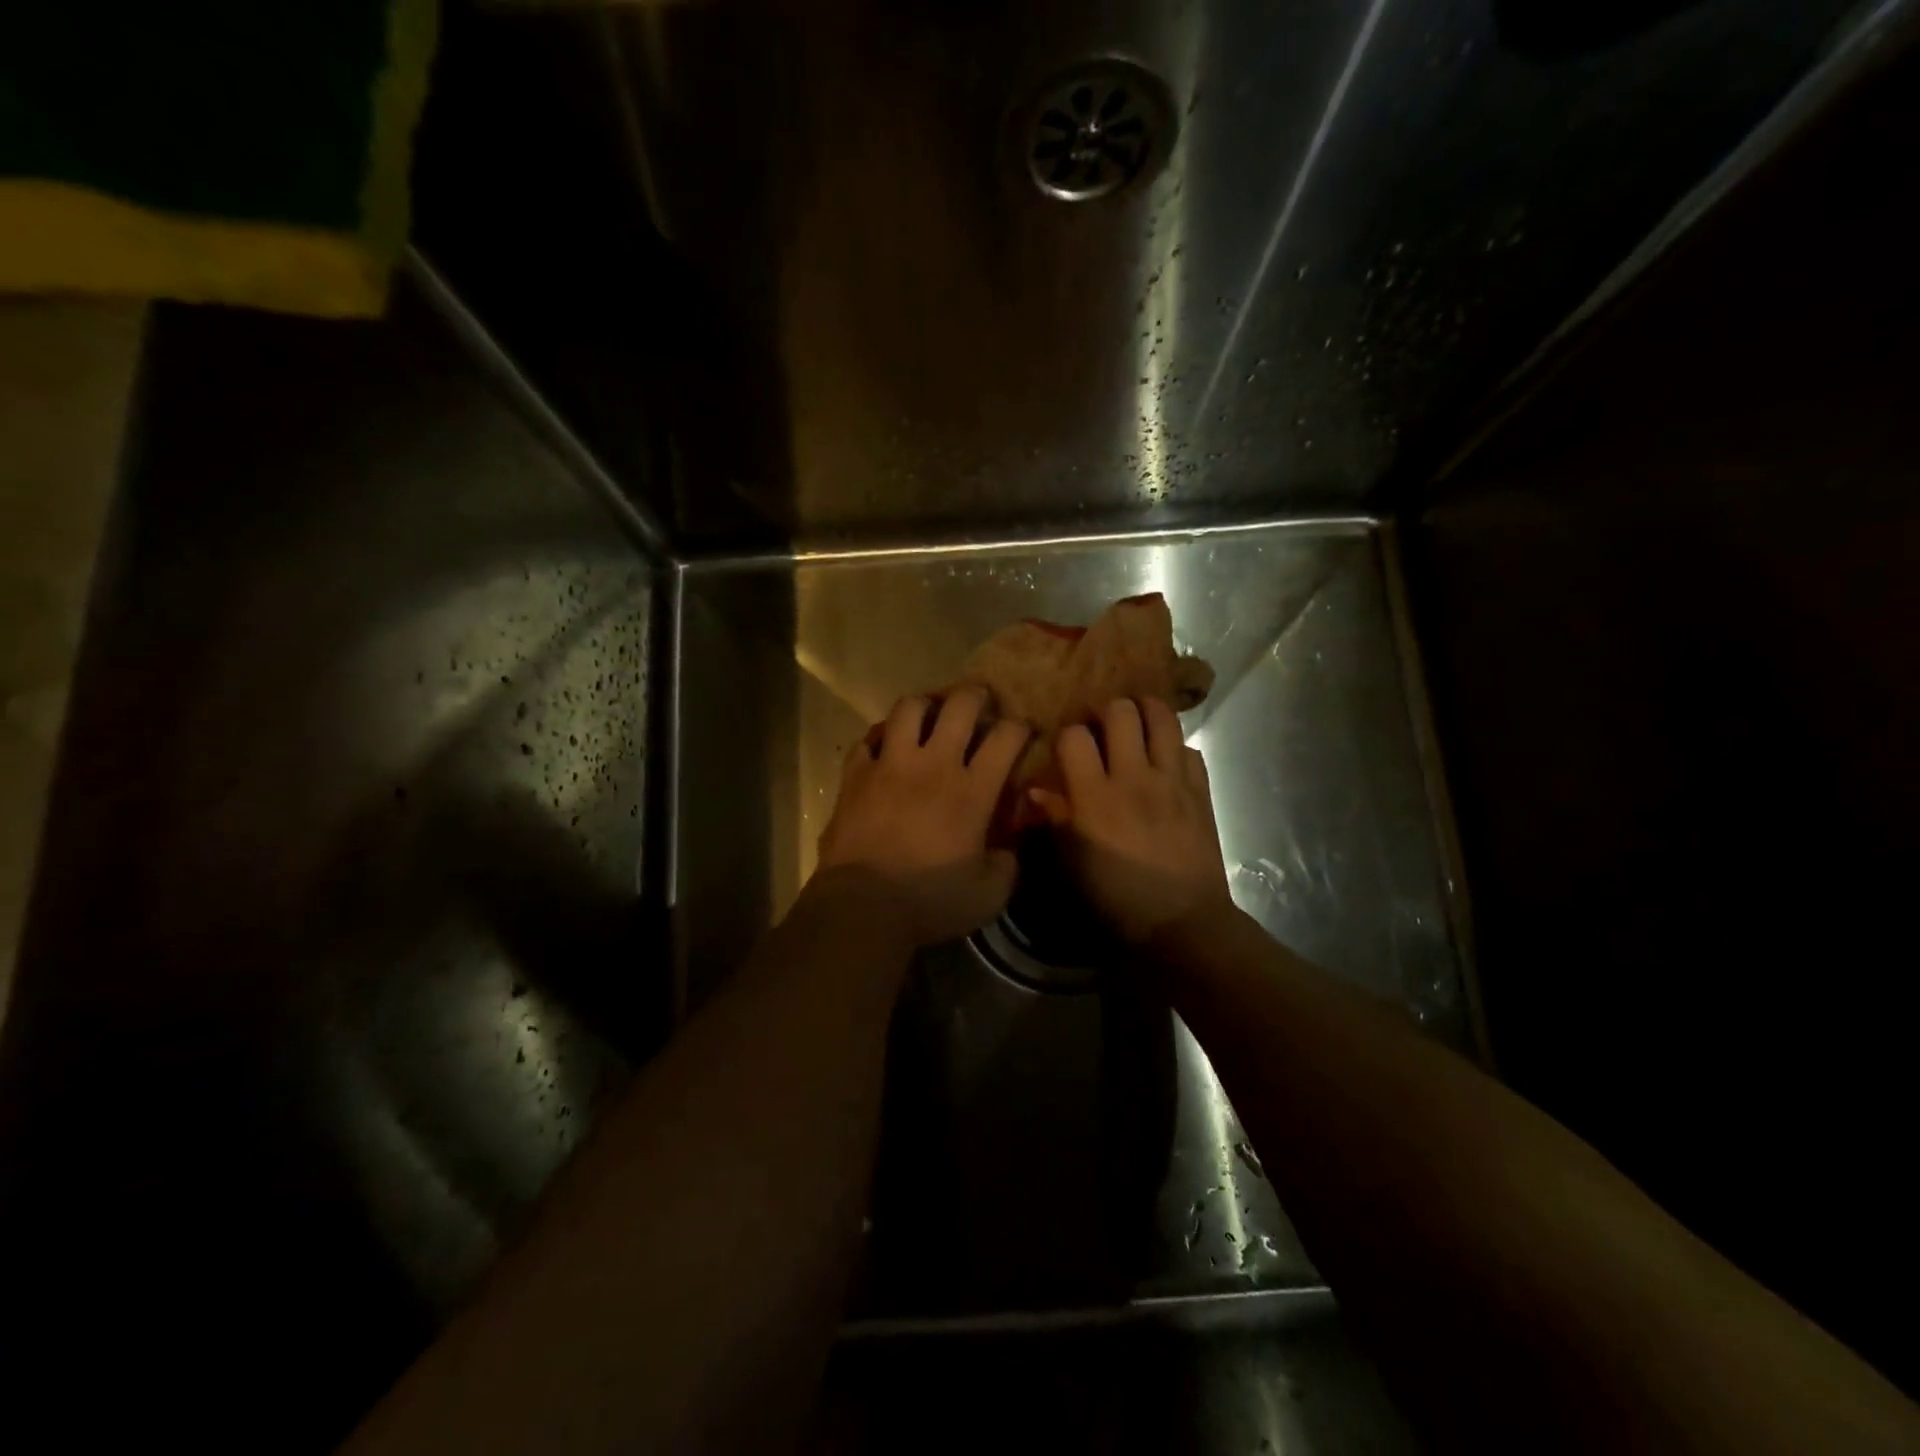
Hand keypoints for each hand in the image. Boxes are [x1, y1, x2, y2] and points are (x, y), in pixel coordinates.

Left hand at [814, 689, 1030, 945]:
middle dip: (975, 696)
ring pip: (908, 709)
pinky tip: (884, 747)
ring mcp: (890, 765)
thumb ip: (1007, 864)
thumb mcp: (988, 895)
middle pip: (959, 706)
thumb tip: (1009, 847)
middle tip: (979, 700)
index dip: (1020, 727)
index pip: (1005, 738)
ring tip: (930, 713)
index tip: (1023, 731)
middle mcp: (934, 765)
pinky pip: (867, 740)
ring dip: (925, 705)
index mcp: (972, 790)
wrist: (862, 906)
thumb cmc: (929, 902)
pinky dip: (879, 738)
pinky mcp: (855, 775)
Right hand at [1030, 698, 1231, 942]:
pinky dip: (1175, 747)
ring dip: (1145, 711)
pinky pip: (1189, 748)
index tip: (1068, 749)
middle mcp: (1134, 776)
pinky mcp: (1200, 789)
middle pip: (1120, 712)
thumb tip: (1035, 790)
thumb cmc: (1118, 897)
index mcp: (1095, 796)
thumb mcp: (1073, 863)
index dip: (1067, 736)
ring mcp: (1172, 779)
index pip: (1075, 737)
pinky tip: (1166, 761)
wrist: (1182, 921)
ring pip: (1162, 717)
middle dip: (1106, 711)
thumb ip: (1056, 819)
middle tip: (1103, 726)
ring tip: (1136, 722)